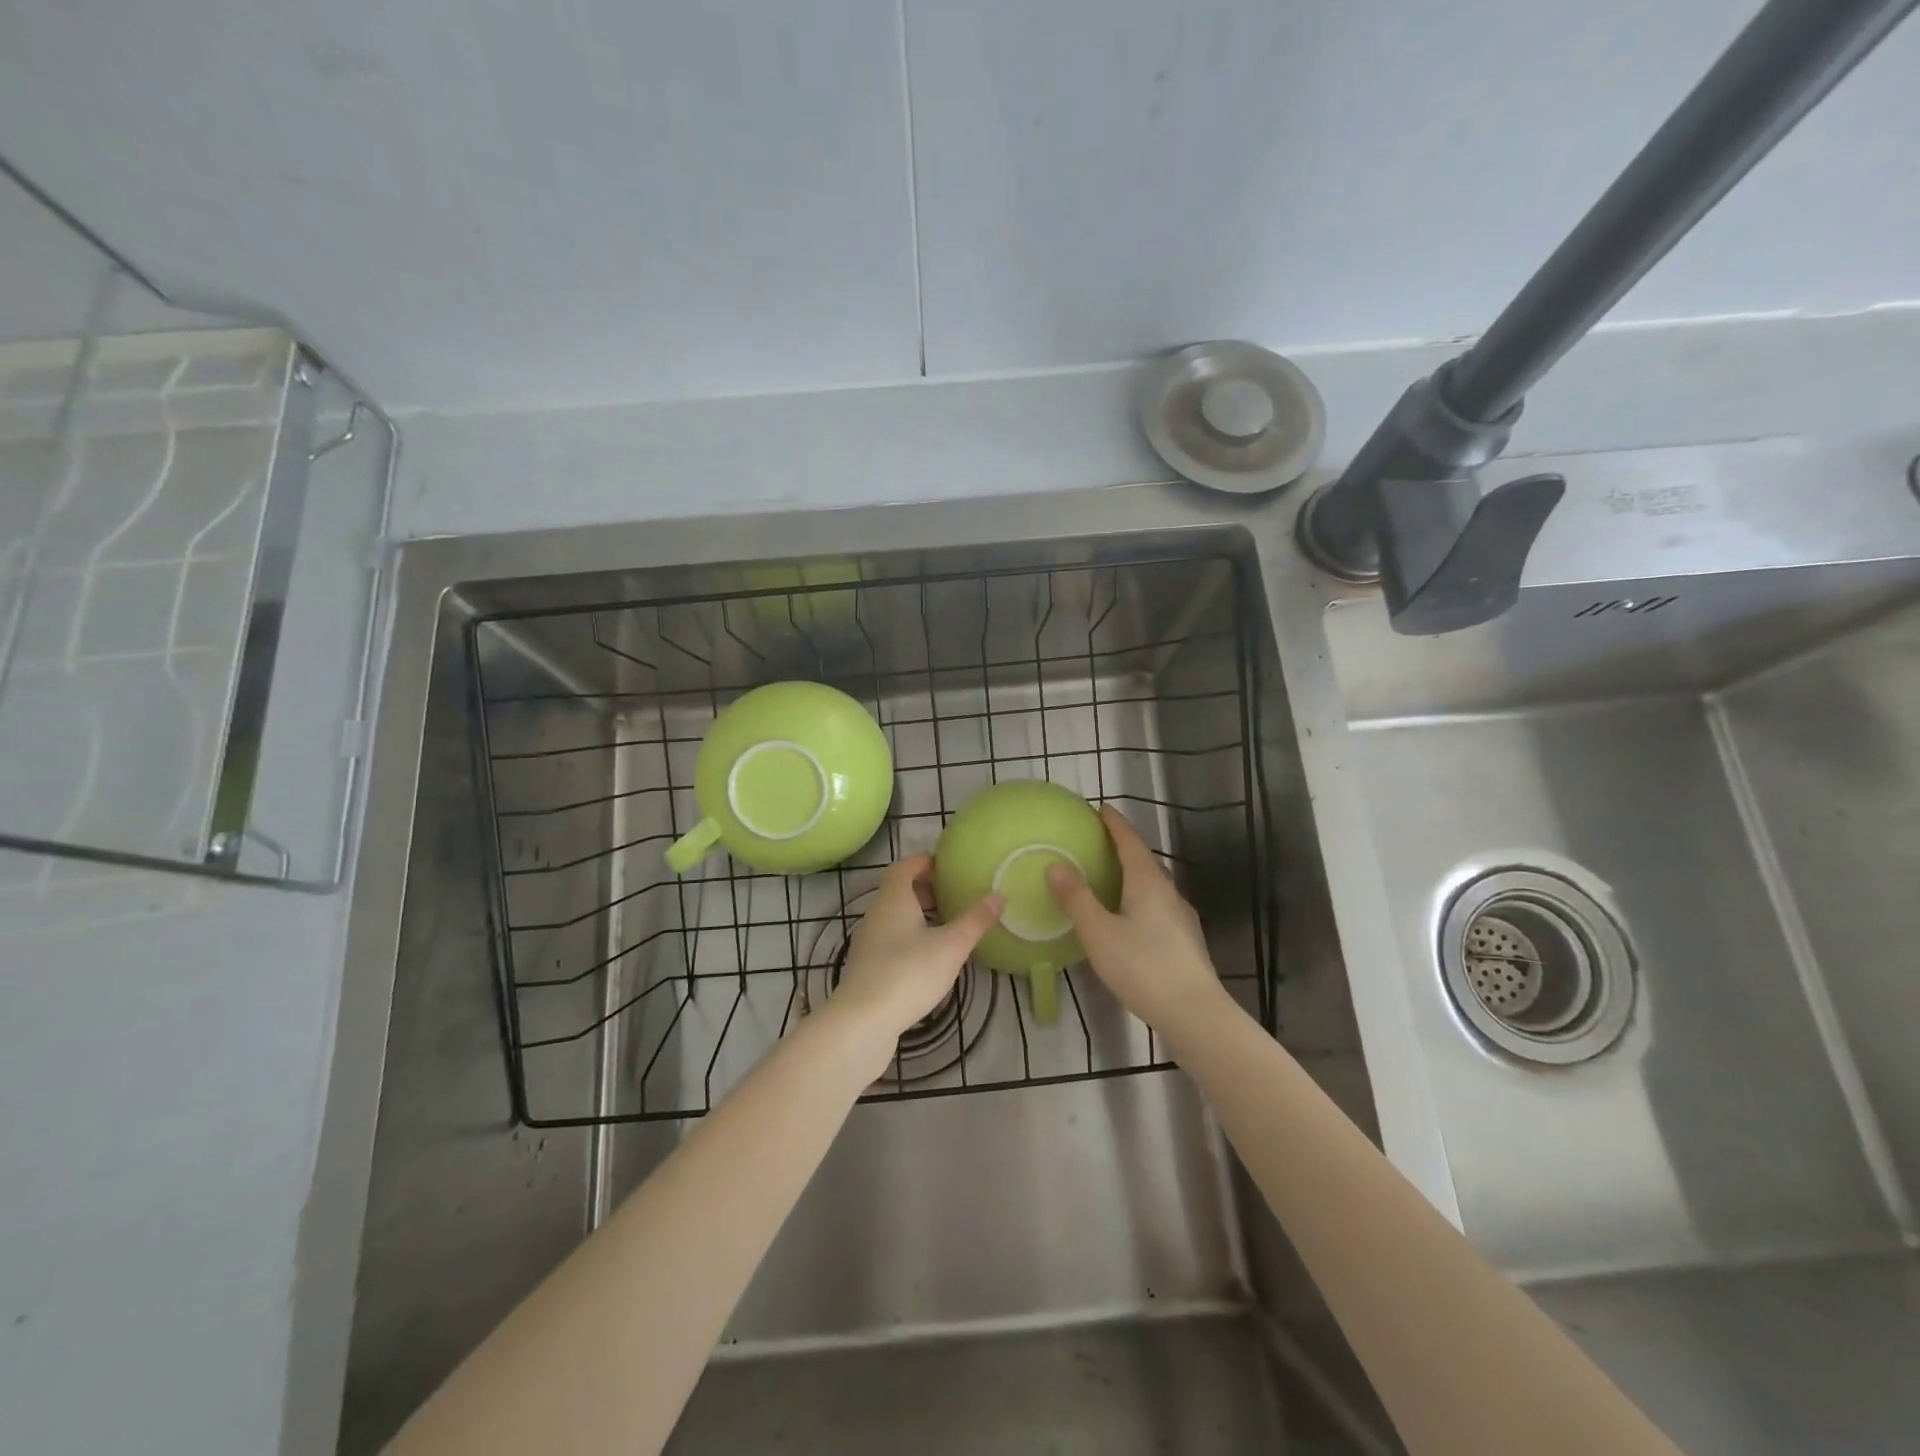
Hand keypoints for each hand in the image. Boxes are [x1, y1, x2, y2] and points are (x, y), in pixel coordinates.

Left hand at [831, 854, 1001, 1052]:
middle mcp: (876, 914)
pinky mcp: (868, 967)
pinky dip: (912, 938)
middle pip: (900, 890)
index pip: (905, 866)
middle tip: (955, 896)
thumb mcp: (950, 946)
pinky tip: (931, 957)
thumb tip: (998, 895)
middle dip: (927, 889)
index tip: (948, 865)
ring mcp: (869, 942)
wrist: (863, 1022)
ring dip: (920, 916)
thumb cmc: (908, 973)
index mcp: (893, 898)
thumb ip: (975, 920)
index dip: (925, 861)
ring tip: (949, 926)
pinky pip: (892, 940)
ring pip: (896, 917)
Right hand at [1046, 806, 1226, 1038]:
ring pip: (1153, 885)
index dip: (1115, 824)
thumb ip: (1077, 899)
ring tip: (1110, 878)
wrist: (1195, 1013)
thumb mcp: (1099, 933)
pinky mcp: (1185, 940)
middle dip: (1123, 847)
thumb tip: (1055, 864)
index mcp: (1147, 882)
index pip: (1130, 841)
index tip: (1101, 809)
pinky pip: (1158, 906)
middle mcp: (1169, 892)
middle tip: (1099, 842)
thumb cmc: (1143, 967)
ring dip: (1132, 874)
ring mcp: (1181, 917)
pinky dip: (1139, 899)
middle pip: (1144, 860)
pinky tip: (1129, 918)